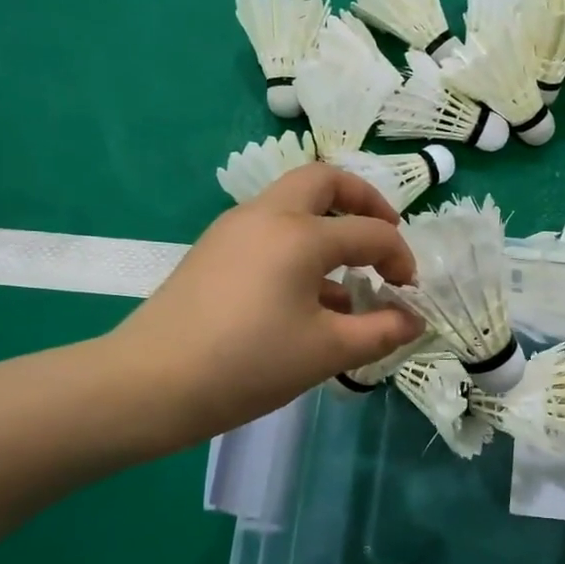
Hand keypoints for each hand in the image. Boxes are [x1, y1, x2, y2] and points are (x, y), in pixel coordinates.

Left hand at [106, 165, 422, 447]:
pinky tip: (305, 295)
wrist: (150, 384)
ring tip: (348, 276)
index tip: (409, 293)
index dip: (400, 258)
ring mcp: (234, 229)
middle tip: (383, 234)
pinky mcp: (213, 250)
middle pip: (324, 180)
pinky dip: (299, 244)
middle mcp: (268, 215)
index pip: (371, 232)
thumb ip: (381, 331)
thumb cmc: (249, 363)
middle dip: (363, 200)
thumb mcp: (327, 351)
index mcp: (301, 234)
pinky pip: (269, 229)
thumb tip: (414, 321)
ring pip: (293, 202)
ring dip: (328, 223)